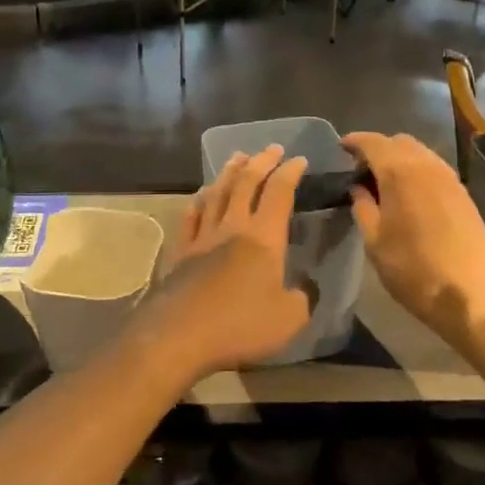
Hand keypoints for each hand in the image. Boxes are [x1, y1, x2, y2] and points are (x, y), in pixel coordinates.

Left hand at [125, 144, 311, 382]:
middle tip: (271, 148)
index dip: (290, 173)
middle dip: (261, 162)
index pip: (279, 193)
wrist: (179, 335)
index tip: (299, 160)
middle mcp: (232, 227)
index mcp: (264, 238)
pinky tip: (199, 196)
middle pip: (246, 183)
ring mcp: (202, 237)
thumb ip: (303, 298)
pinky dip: (197, 202)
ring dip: (229, 173)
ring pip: (216, 193)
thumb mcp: (289, 318)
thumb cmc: (240, 325)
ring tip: (237, 158)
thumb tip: (305, 287)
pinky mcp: (181, 252)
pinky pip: (190, 218)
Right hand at [341, 132, 484, 348]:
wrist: (473, 293)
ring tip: (384, 182)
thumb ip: (363, 208)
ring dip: (400, 159)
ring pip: (420, 153)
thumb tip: (358, 189)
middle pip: (399, 142)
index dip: (354, 141)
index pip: (373, 142)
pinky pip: (434, 169)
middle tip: (361, 170)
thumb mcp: (375, 243)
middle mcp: (427, 166)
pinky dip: (417, 171)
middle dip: (378, 149)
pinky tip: (409, 194)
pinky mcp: (464, 194)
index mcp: (400, 172)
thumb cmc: (414, 270)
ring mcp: (450, 178)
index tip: (341, 148)